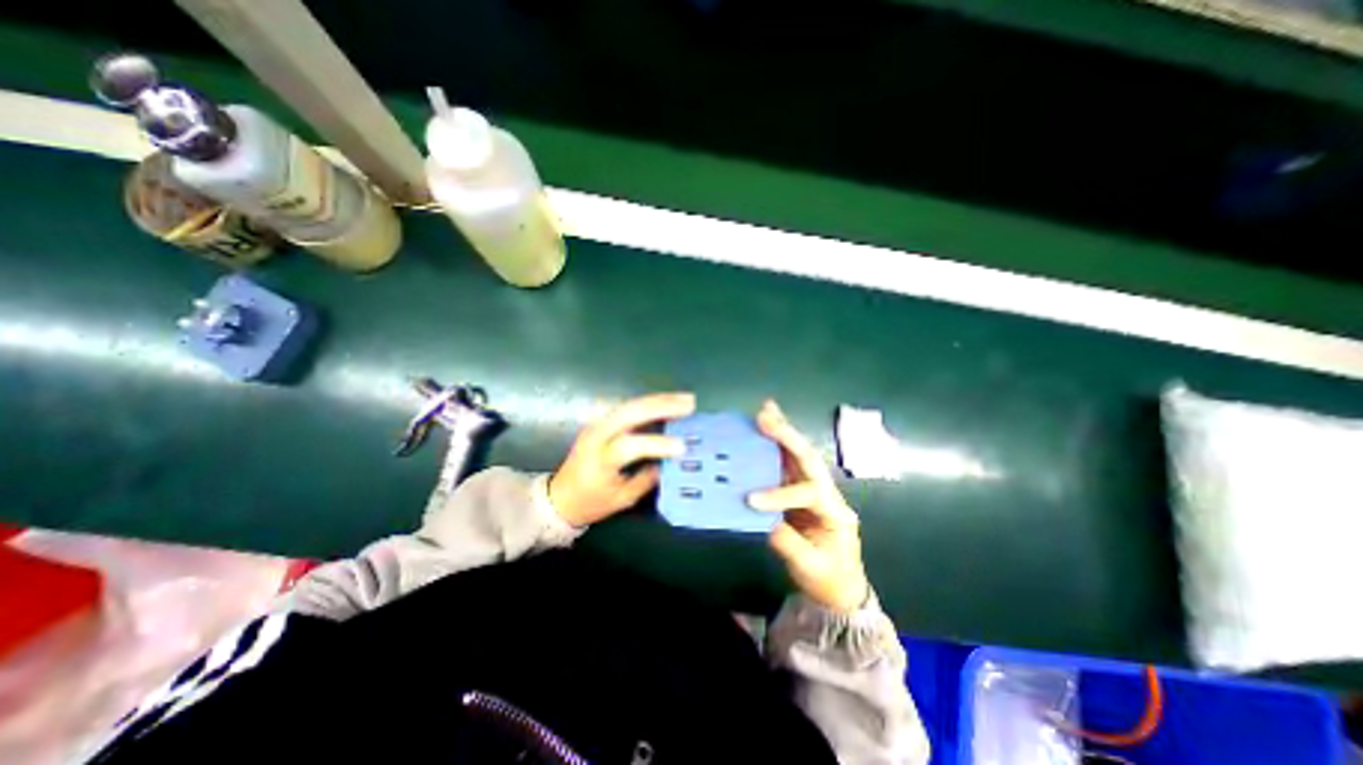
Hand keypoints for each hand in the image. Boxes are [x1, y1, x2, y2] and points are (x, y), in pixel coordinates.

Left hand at [546, 392, 696, 528]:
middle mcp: (597, 435)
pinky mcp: (599, 421)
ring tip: (683, 399)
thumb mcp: (621, 500)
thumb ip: (646, 479)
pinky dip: (647, 403)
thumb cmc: (590, 504)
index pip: (630, 445)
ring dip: (658, 400)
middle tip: (689, 404)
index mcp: (600, 459)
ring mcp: (596, 424)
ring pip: (629, 404)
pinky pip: (626, 406)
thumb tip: (671, 462)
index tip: (682, 447)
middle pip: (629, 413)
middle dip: (661, 406)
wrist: (559, 498)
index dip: (657, 445)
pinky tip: (664, 402)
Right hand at [750, 398, 864, 611]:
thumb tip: (761, 519)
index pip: (809, 494)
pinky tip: (767, 428)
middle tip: (764, 417)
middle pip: (808, 459)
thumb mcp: (810, 569)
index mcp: (835, 512)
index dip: (780, 494)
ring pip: (799, 455)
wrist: (841, 587)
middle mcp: (827, 493)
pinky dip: (776, 445)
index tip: (752, 501)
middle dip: (787, 437)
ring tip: (766, 411)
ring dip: (782, 432)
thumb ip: (788, 544)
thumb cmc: (829, 580)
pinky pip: (787, 464)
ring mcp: (814, 489)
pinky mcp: (800, 490)